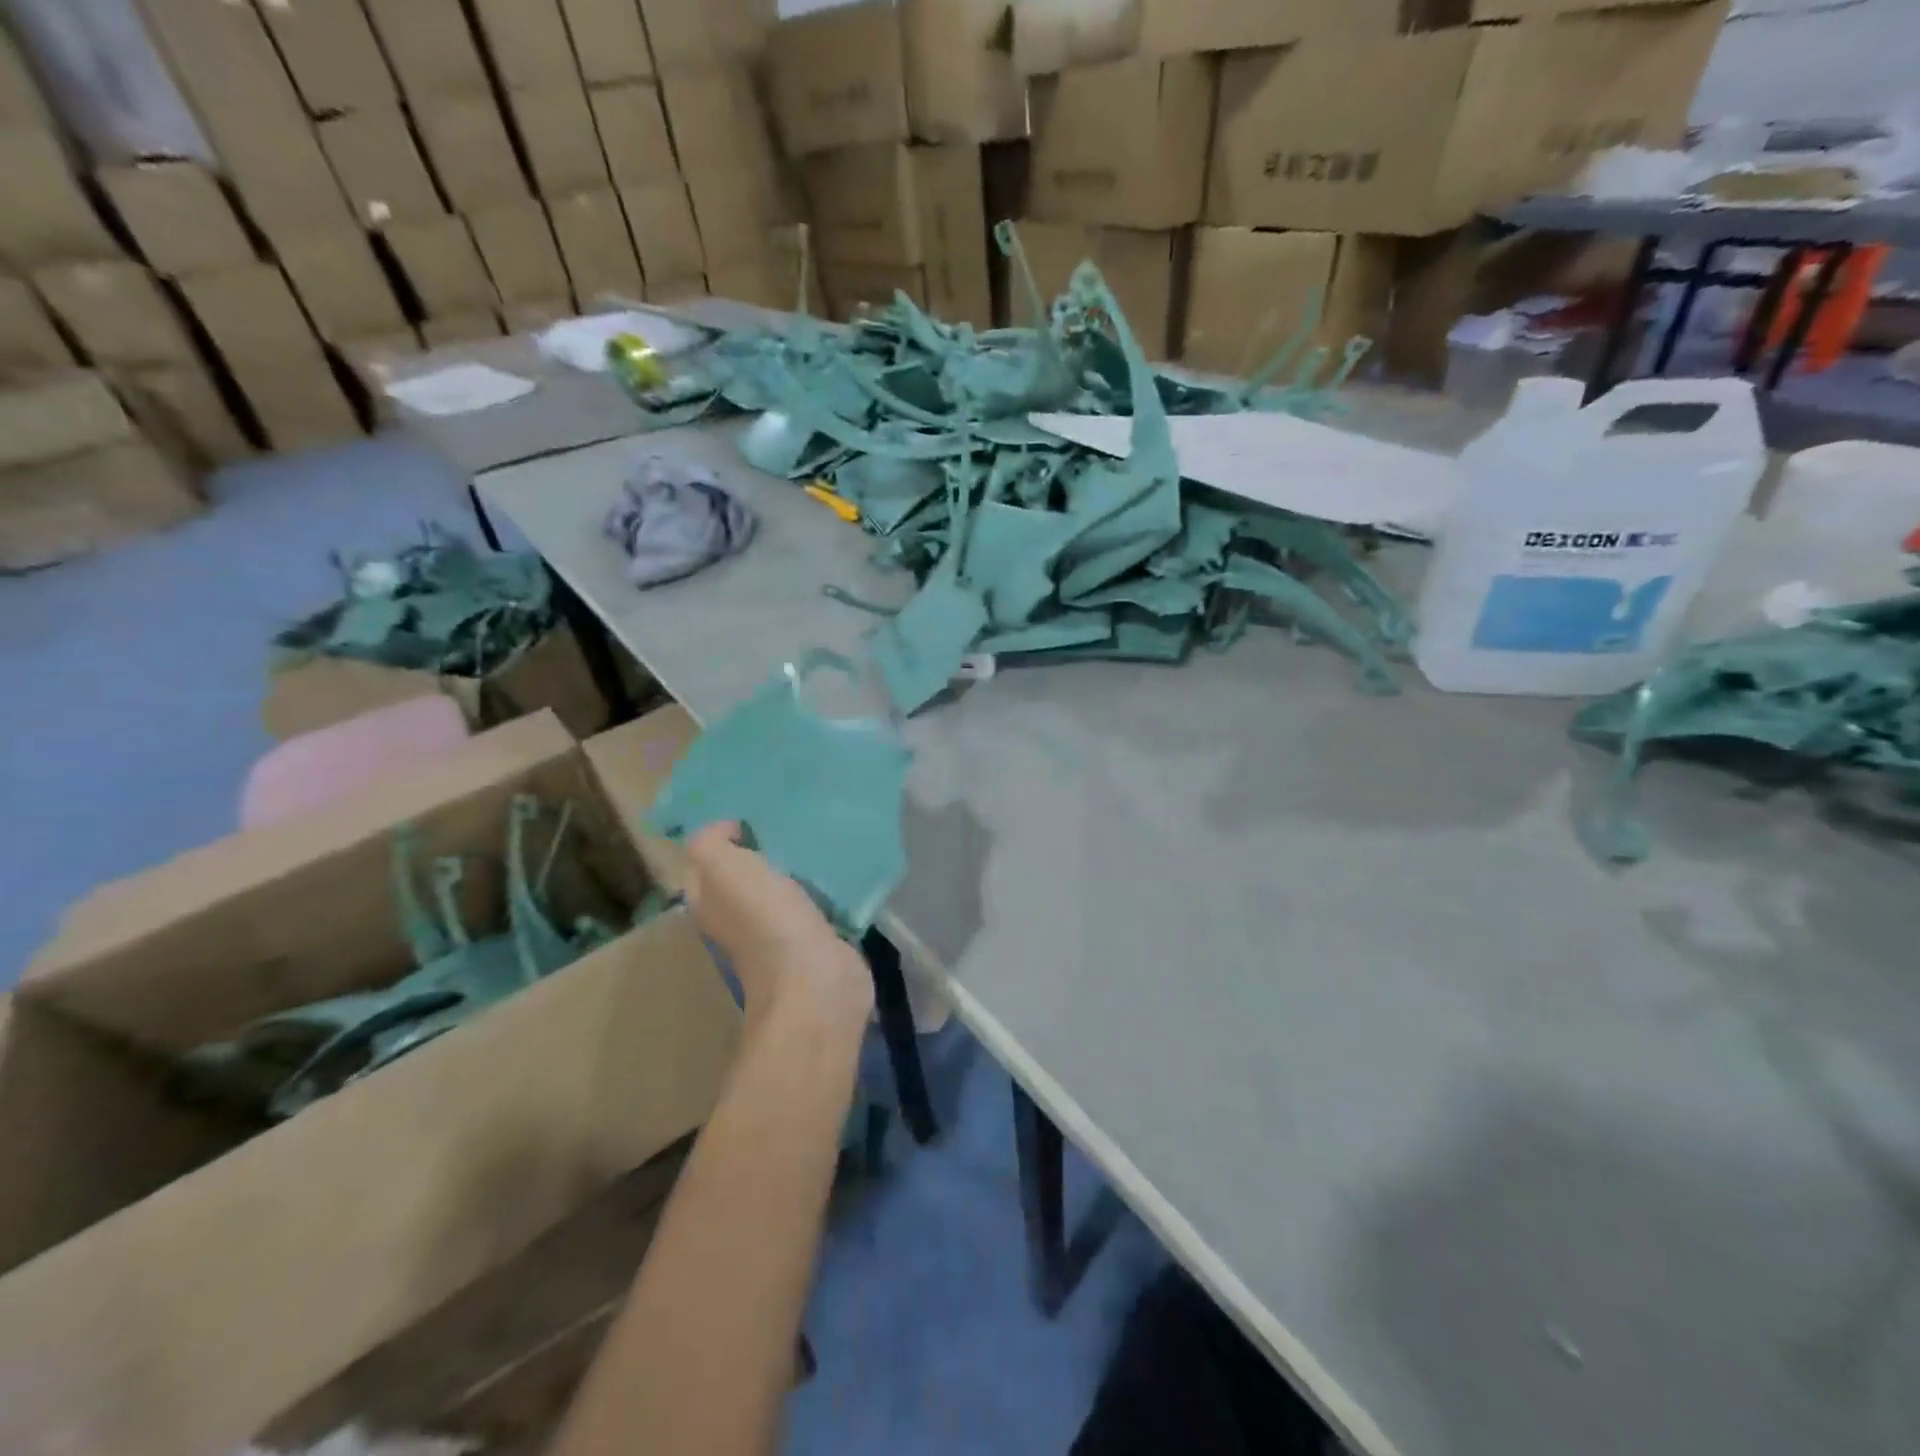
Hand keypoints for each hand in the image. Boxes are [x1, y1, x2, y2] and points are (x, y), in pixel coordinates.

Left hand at [684, 822, 872, 1024]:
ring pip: (782, 887)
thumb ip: (711, 842)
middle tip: (787, 818)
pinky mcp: (816, 938)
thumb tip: (728, 830)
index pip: (704, 863)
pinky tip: (838, 864)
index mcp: (710, 902)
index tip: (751, 814)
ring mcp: (779, 931)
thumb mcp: (723, 869)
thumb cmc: (765, 921)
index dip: (721, 837)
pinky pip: (816, 901)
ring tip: (815, 833)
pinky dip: (824, 884)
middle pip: (745, 874)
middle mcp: (738, 918)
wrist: (815, 980)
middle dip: (762, 848)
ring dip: (795, 865)